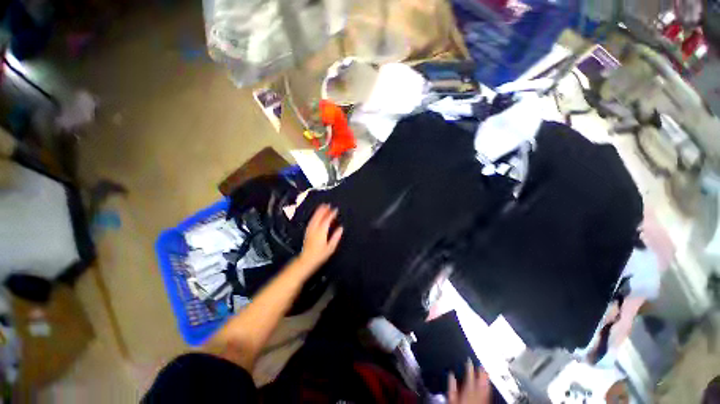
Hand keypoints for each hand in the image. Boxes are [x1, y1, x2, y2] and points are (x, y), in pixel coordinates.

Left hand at [298, 204, 343, 269]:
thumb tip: (340, 228)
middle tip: (328, 205)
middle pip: (319, 217)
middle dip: (324, 210)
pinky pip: (311, 221)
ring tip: (322, 207)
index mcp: (321, 232)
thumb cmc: (319, 255)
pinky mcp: (307, 232)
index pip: (327, 220)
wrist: (307, 260)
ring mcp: (310, 230)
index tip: (335, 210)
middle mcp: (315, 229)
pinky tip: (316, 215)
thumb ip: (336, 237)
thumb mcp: (331, 247)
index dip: (332, 214)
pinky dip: (315, 216)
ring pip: (314, 218)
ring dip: (318, 211)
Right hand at [448, 361, 490, 403]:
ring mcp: (481, 399)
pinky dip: (488, 386)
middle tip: (480, 363)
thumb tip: (451, 374)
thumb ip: (452, 387)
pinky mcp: (485, 403)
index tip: (469, 360)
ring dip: (485, 378)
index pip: (469, 377)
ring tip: (485, 370)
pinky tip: (488, 383)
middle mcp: (475, 395)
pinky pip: (487, 393)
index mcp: (466, 392)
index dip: (469, 368)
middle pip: (478, 382)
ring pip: (484, 387)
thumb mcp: (451, 399)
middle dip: (479, 372)